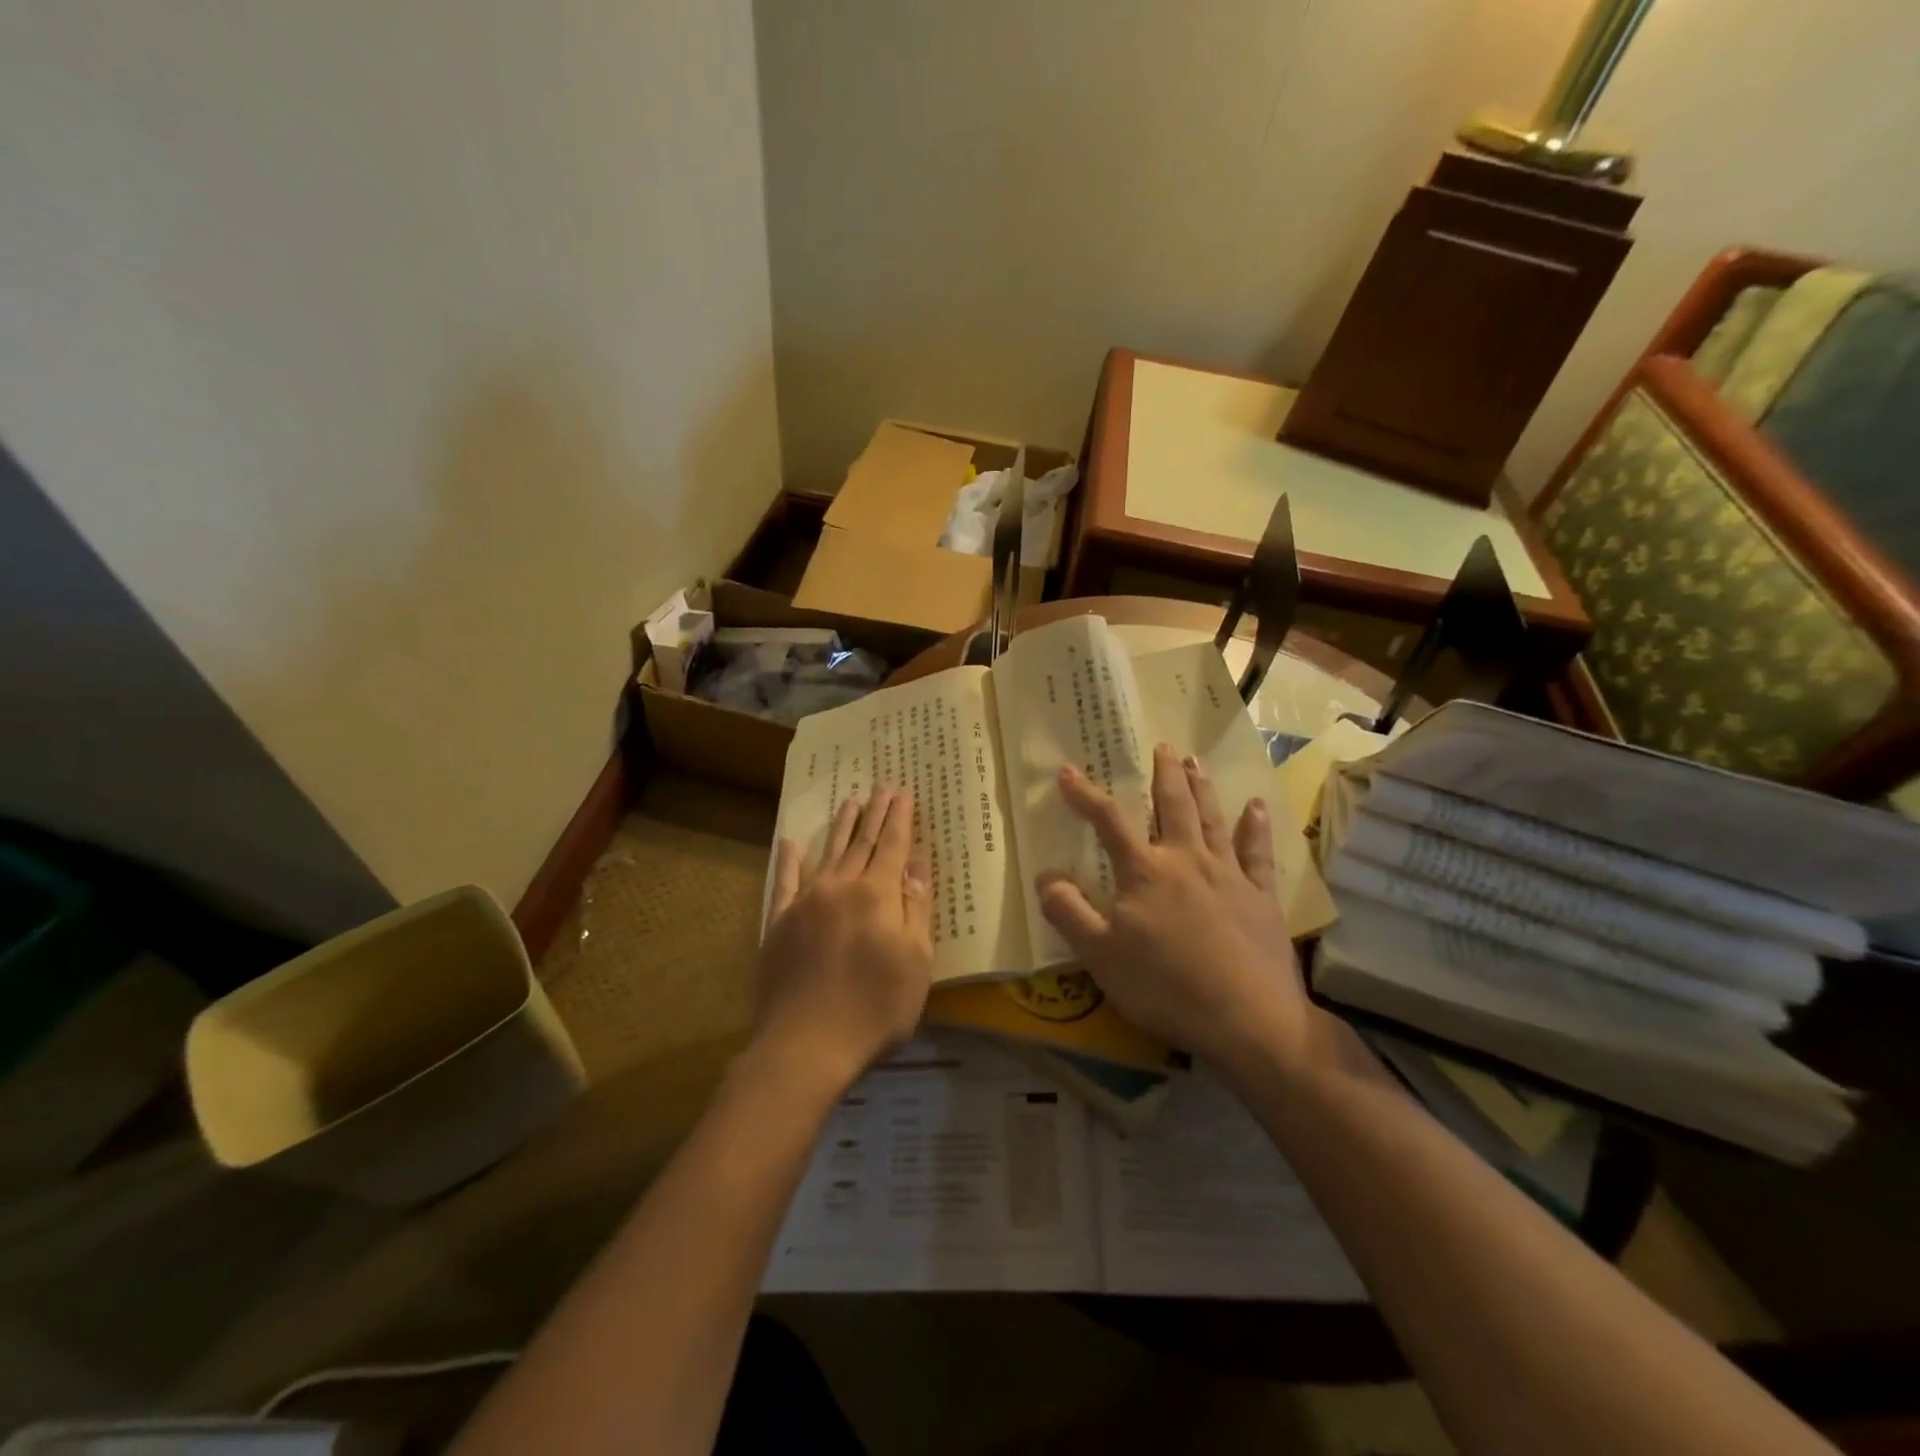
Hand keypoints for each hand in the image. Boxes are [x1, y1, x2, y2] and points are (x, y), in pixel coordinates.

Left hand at [749, 785, 933, 1096]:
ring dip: (841, 826)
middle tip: (882, 786)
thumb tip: (916, 864)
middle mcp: (841, 887)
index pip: (893, 846)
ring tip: (850, 801)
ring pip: (828, 853)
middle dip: (875, 813)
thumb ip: (916, 909)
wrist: (805, 1045)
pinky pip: (785, 881)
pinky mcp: (780, 922)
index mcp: (878, 895)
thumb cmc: (874, 1009)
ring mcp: (806, 902)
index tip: (904, 792)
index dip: (900, 819)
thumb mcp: (915, 963)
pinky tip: (791, 842)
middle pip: (862, 842)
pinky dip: (789, 859)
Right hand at [1036, 745, 1333, 1079]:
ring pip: (1212, 819)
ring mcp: (1229, 875)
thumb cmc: (1165, 987)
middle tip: (1163, 746)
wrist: (1248, 1020)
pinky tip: (1256, 807)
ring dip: (1202, 787)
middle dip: (1164, 774)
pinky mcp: (1261, 896)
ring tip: (1195, 762)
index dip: (1085, 795)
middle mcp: (1187, 860)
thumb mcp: (1100, 955)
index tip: (1068, 771)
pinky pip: (1258, 852)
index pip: (1109, 821)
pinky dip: (1255, 827)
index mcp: (1145, 872)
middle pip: (1173, 806)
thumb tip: (1044, 875)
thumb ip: (1069, 911)